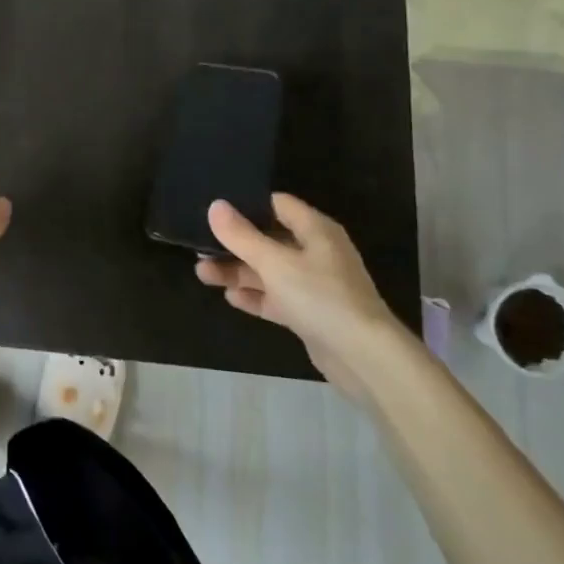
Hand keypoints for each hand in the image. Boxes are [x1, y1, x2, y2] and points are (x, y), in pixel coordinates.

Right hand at [195, 193, 411, 398]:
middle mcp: (317, 253)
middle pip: (269, 240)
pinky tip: (230, 297)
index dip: (247, 204)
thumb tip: (215, 205)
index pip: (278, 204)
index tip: (215, 208)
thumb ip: (241, 235)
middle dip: (235, 244)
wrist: (364, 358)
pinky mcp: (311, 314)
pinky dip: (256, 296)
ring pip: (270, 271)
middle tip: (200, 245)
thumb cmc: (320, 297)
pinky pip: (277, 298)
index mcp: (315, 230)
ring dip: (239, 271)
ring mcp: (315, 285)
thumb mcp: (274, 262)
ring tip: (203, 273)